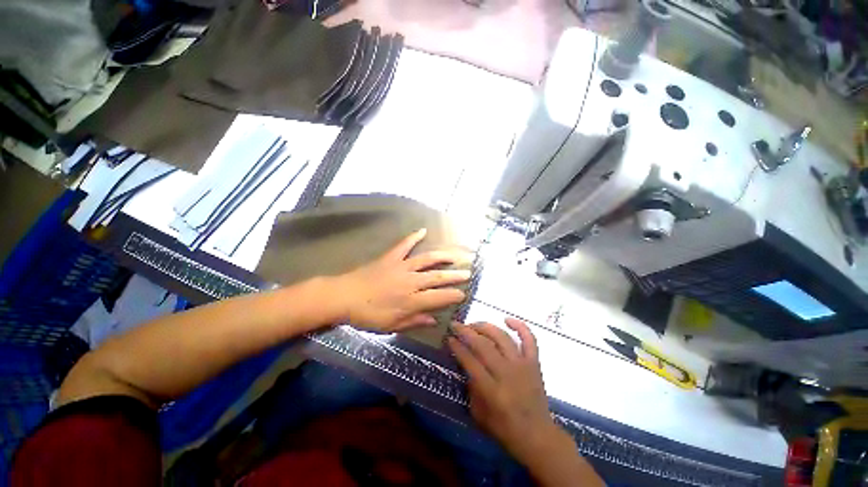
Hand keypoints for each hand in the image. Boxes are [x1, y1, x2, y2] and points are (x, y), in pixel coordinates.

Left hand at [330, 229, 471, 331]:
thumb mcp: (391, 325)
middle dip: (454, 276)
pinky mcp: (391, 257)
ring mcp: (401, 267)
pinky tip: (423, 230)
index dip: (453, 296)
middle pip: (437, 278)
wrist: (344, 296)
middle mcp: (411, 282)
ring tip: (455, 255)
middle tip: (468, 273)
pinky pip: (404, 245)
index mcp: (411, 301)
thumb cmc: (367, 315)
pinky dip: (413, 237)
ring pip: (427, 260)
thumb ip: (414, 321)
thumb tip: (434, 320)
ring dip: (443, 257)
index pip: (439, 298)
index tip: (463, 294)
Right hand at [448, 319, 560, 461]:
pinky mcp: (534, 363)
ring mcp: (522, 365)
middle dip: (466, 332)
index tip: (449, 338)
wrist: (537, 436)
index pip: (470, 361)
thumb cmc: (504, 428)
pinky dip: (520, 326)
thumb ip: (470, 386)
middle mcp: (507, 373)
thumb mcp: (478, 414)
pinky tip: (506, 319)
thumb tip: (466, 362)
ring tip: (474, 324)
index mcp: (492, 390)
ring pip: (502, 337)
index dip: (457, 347)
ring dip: (485, 327)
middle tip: (456, 325)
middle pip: (484, 345)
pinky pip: (529, 339)